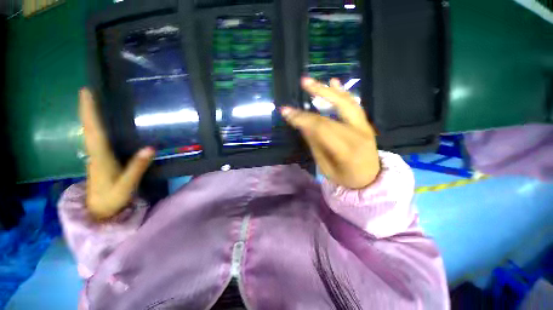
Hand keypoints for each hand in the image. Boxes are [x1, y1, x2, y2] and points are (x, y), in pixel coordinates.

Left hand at [79, 88, 154, 219]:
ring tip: (92, 102)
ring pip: (89, 133)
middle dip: (87, 109)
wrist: (98, 211)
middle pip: (88, 128)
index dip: (90, 112)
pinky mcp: (99, 160)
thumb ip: (137, 167)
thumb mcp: (126, 186)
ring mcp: (95, 157)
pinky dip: (94, 127)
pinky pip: (95, 139)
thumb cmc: (112, 199)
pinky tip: (99, 123)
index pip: (93, 131)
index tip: (87, 93)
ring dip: (89, 116)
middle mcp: (94, 154)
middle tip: (88, 91)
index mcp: (100, 158)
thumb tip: (151, 148)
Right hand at [281, 77, 379, 188]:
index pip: (321, 127)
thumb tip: (302, 124)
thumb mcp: (325, 166)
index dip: (302, 118)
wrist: (370, 179)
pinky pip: (354, 105)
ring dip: (329, 89)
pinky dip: (343, 92)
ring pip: (347, 102)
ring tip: (313, 81)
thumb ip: (315, 143)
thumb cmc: (345, 177)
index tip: (286, 111)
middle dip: (317, 94)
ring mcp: (365, 126)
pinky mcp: (366, 123)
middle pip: (335, 110)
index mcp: (346, 150)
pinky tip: (333, 82)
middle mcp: (358, 134)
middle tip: (303, 82)